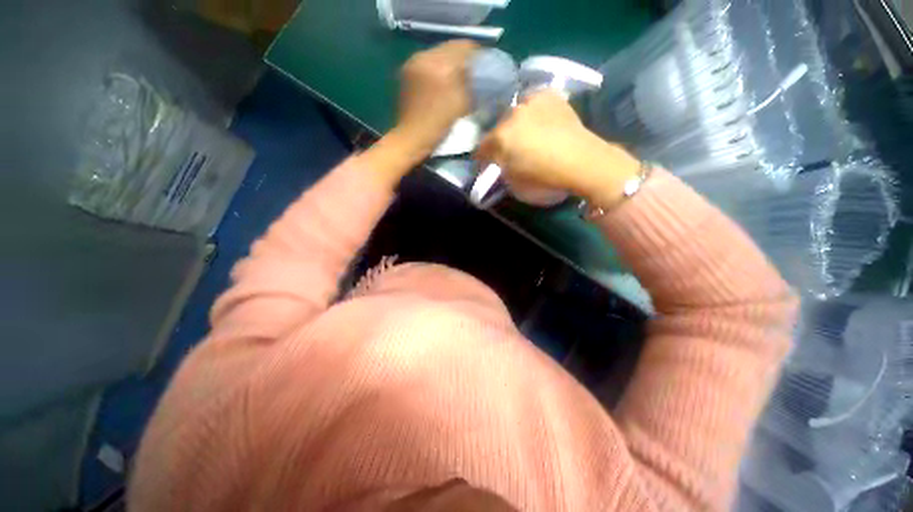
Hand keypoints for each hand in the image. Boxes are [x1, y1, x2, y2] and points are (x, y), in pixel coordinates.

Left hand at [395, 40, 479, 155]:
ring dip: (450, 64)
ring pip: (438, 55)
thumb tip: (481, 72)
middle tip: (473, 74)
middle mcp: (423, 56)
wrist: (412, 138)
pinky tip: (442, 82)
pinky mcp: (406, 72)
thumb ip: (472, 83)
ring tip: (458, 79)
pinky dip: (437, 69)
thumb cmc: (439, 126)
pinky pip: (427, 63)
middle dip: (463, 59)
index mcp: (438, 63)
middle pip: (449, 48)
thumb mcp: (461, 104)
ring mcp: (412, 63)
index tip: (485, 67)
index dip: (477, 56)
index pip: (463, 47)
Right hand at [476, 92, 640, 208]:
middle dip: (500, 140)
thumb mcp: (514, 184)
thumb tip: (497, 163)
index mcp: (500, 138)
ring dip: (515, 125)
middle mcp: (511, 114)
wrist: (582, 162)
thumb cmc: (545, 179)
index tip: (487, 164)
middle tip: (509, 150)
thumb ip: (500, 170)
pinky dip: (532, 112)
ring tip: (526, 135)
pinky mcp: (549, 95)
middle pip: (497, 128)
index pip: (481, 148)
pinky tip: (539, 122)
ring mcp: (531, 102)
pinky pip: (532, 102)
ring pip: (514, 113)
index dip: (483, 158)